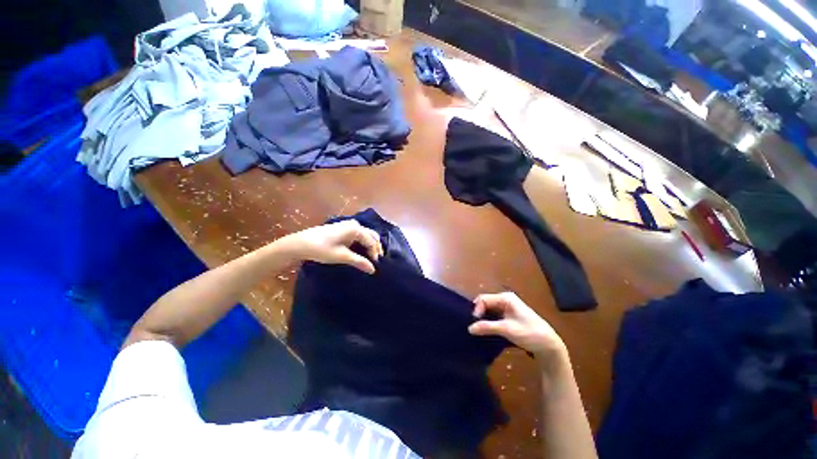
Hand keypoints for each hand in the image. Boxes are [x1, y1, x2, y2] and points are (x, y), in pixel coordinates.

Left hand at [280, 220, 383, 273]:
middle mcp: (354, 224)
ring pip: (366, 234)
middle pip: (371, 235)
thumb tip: (373, 270)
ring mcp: (348, 225)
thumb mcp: (342, 256)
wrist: (300, 243)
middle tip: (376, 260)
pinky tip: (361, 250)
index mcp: (356, 229)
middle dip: (375, 247)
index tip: (374, 266)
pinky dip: (363, 242)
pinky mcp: (343, 228)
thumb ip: (359, 262)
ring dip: (370, 244)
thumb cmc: (322, 249)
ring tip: (370, 257)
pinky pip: (359, 234)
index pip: (372, 241)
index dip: (375, 253)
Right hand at [468, 292, 565, 359]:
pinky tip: (486, 330)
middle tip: (474, 326)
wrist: (548, 345)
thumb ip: (487, 327)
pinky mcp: (508, 316)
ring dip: (483, 319)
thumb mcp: (506, 329)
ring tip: (478, 329)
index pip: (483, 299)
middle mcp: (505, 299)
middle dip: (479, 314)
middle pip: (485, 303)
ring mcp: (507, 307)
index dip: (477, 310)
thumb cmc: (529, 333)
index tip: (475, 323)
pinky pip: (494, 315)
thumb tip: (469, 328)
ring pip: (489, 310)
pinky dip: (489, 321)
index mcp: (505, 298)